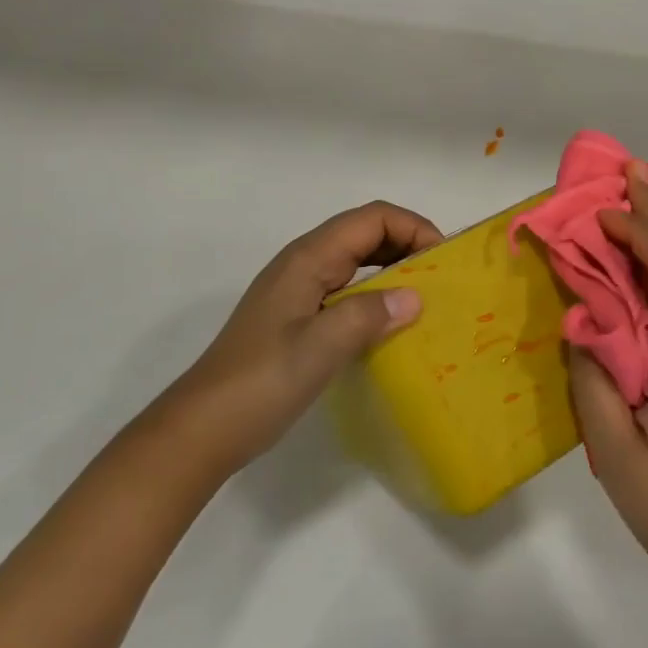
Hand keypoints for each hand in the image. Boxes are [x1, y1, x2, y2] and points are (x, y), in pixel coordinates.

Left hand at [166, 201, 441, 474]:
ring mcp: (300, 290)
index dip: (412, 227)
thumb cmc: (261, 383)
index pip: (371, 219)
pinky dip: (377, 293)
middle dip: (408, 244)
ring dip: (394, 268)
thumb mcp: (319, 348)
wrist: (203, 429)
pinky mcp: (299, 316)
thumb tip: (415, 297)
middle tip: (442, 279)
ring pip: (357, 260)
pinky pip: (348, 288)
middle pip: (366, 233)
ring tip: (426, 297)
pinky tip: (392, 322)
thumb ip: (368, 315)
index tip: (443, 259)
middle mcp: (304, 264)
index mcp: (308, 259)